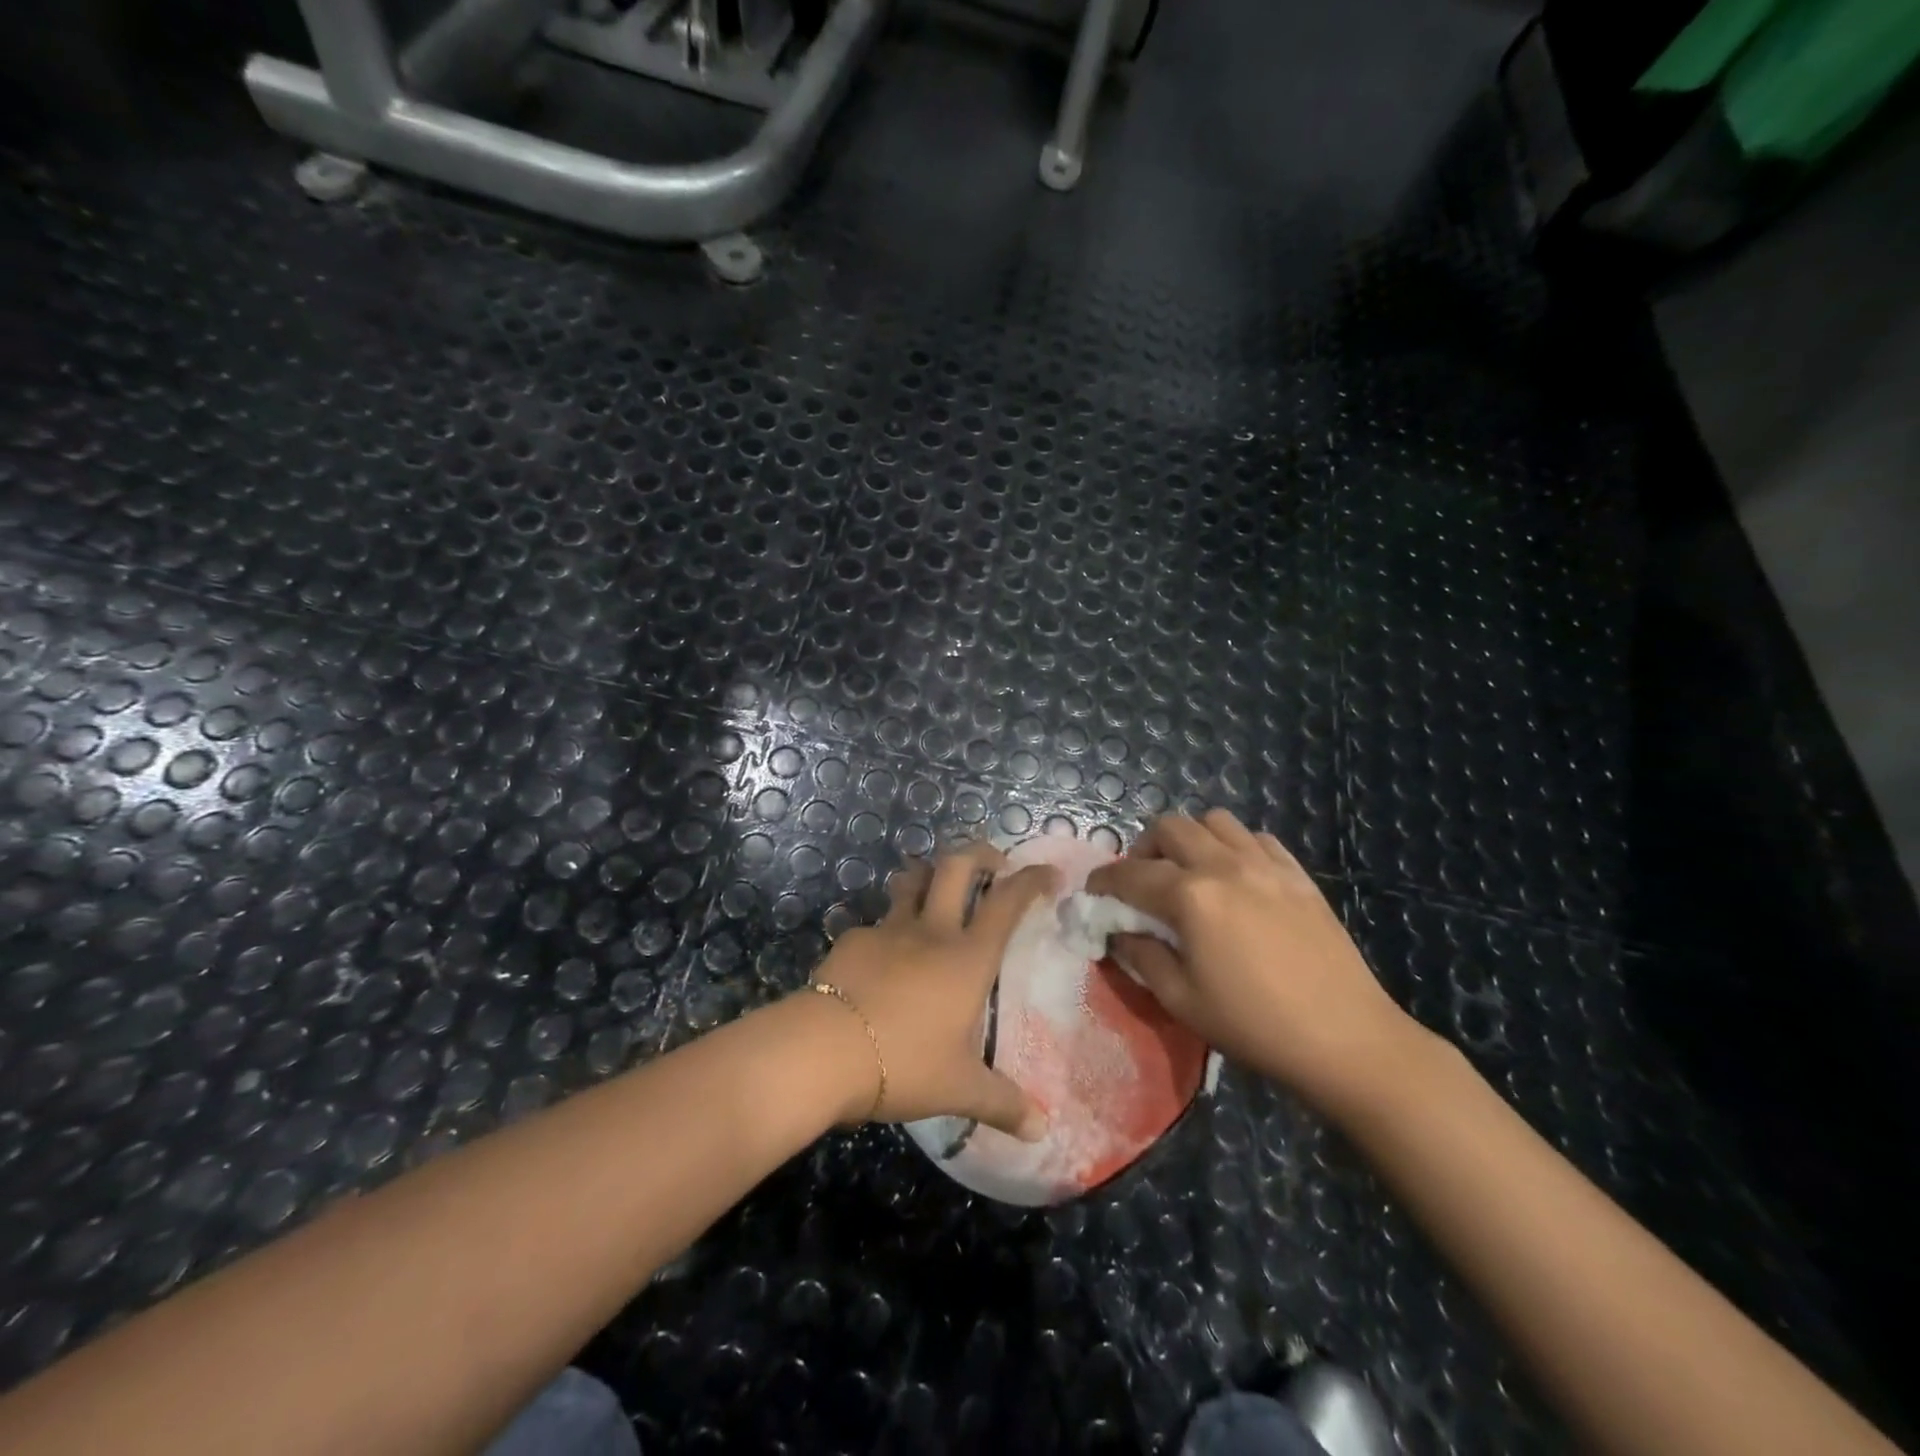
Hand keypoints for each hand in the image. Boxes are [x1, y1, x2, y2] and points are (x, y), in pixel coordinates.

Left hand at [804, 842, 1055, 1139]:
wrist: (824, 1050)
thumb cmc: (905, 1062)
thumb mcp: (959, 1089)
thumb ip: (1002, 1103)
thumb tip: (1042, 1129)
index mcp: (968, 957)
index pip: (1008, 902)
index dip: (1032, 880)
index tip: (1048, 872)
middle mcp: (932, 930)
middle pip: (957, 866)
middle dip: (979, 852)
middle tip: (992, 863)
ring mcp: (889, 929)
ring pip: (912, 879)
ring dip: (929, 874)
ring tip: (938, 886)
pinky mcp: (853, 939)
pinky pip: (877, 921)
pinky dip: (889, 926)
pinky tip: (885, 954)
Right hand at [1087, 809, 1423, 1115]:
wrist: (1346, 1039)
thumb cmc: (1255, 1025)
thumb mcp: (1182, 1000)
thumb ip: (1141, 957)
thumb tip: (1119, 934)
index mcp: (1190, 896)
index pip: (1130, 873)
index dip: (1104, 879)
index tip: (1093, 892)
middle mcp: (1224, 865)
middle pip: (1170, 827)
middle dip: (1144, 848)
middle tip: (1142, 881)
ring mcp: (1266, 865)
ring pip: (1215, 821)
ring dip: (1190, 839)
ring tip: (1189, 872)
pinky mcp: (1298, 875)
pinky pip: (1257, 838)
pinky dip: (1234, 846)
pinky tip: (1236, 877)